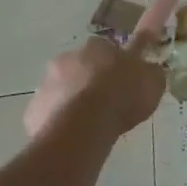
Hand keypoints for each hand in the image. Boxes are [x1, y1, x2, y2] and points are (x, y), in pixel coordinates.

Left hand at [23, 36, 164, 142]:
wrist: (85, 126)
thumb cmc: (122, 96)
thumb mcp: (153, 82)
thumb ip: (151, 73)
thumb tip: (151, 70)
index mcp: (97, 46)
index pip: (105, 48)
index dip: (114, 64)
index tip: (121, 80)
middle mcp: (67, 58)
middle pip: (80, 67)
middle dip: (90, 81)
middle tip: (106, 103)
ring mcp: (46, 84)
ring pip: (61, 90)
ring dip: (72, 101)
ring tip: (90, 126)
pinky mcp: (33, 111)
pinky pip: (48, 114)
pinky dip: (57, 123)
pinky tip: (72, 138)